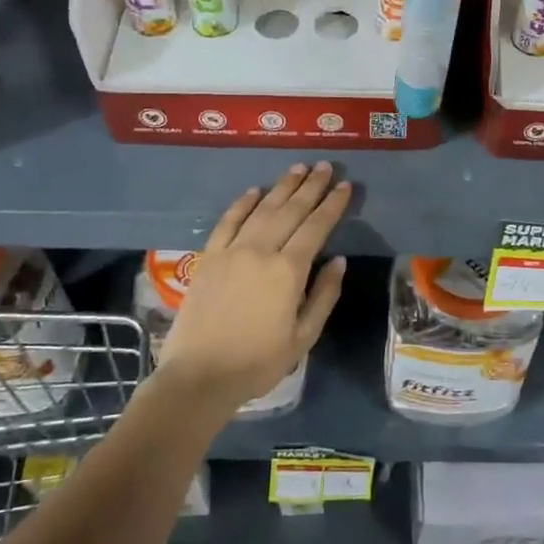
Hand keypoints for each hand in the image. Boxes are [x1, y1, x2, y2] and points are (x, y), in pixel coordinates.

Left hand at [156, 163, 350, 406]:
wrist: (199, 377)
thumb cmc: (258, 362)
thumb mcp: (304, 337)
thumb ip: (324, 295)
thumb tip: (337, 260)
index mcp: (288, 271)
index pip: (316, 227)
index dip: (332, 204)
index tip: (344, 186)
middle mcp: (261, 251)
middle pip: (290, 210)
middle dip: (310, 186)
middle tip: (324, 166)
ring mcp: (231, 251)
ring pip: (261, 209)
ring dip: (282, 187)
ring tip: (298, 169)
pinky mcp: (209, 258)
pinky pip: (227, 222)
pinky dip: (242, 203)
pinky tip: (254, 190)